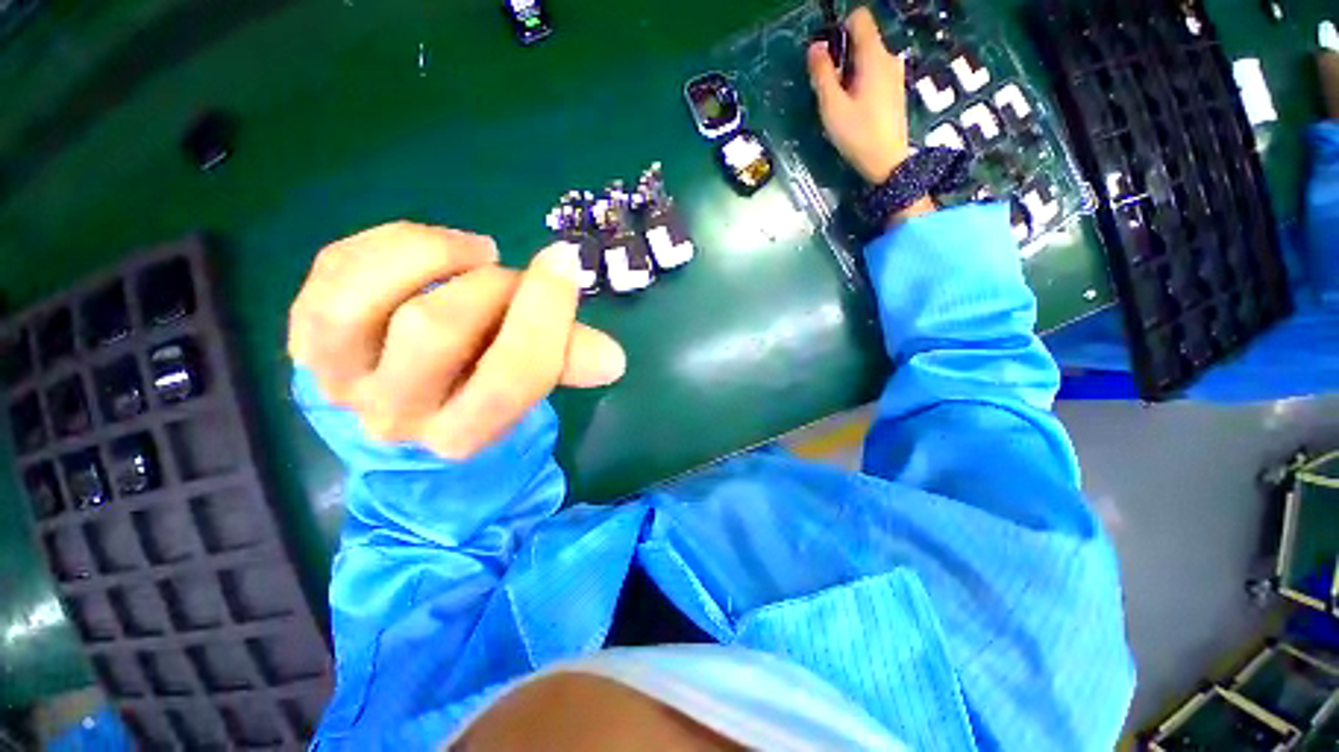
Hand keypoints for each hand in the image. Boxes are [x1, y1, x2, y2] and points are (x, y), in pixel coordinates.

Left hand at [288, 222, 626, 459]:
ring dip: (428, 255)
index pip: (512, 374)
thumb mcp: (534, 381)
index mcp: (467, 432)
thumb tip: (614, 359)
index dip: (546, 311)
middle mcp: (398, 415)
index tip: (564, 261)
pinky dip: (385, 244)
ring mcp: (341, 379)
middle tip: (513, 275)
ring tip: (471, 251)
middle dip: (490, 286)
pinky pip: (331, 272)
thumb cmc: (484, 389)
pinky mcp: (307, 341)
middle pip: (435, 330)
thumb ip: (569, 363)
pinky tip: (426, 249)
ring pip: (360, 301)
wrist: (410, 407)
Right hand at [808, 8, 931, 218]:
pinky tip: (854, 108)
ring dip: (850, 71)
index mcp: (873, 56)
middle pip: (862, 39)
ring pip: (867, 58)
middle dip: (842, 55)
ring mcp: (894, 73)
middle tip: (829, 88)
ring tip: (840, 102)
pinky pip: (874, 72)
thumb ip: (822, 74)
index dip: (839, 28)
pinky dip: (861, 81)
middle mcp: (888, 57)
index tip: (826, 54)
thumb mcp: (832, 107)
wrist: (887, 162)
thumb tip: (815, 47)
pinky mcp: (895, 89)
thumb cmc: (858, 135)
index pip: (859, 18)